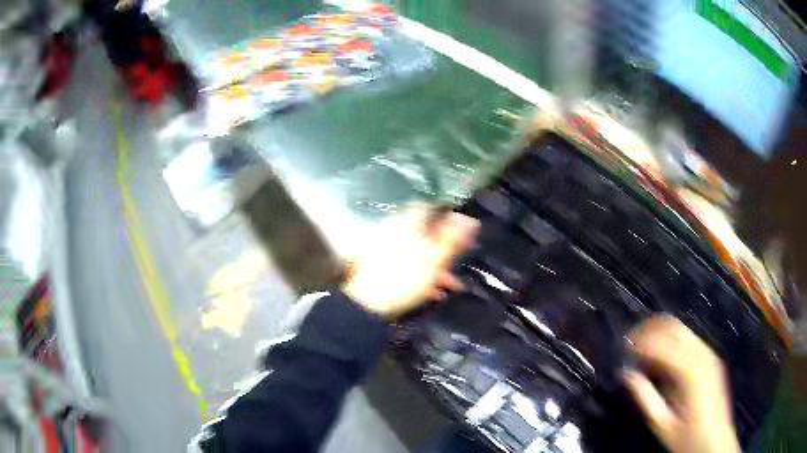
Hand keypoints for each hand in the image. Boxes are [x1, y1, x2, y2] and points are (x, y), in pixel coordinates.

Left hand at [342, 205, 478, 318]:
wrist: (366, 303)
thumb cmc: (403, 277)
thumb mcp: (434, 258)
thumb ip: (452, 237)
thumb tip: (469, 219)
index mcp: (407, 222)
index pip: (429, 207)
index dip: (446, 215)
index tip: (460, 228)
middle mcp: (394, 230)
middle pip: (424, 231)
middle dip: (444, 246)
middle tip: (458, 260)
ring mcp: (385, 248)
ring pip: (417, 250)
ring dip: (436, 265)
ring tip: (451, 284)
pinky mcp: (380, 266)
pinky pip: (406, 265)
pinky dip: (421, 275)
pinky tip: (433, 292)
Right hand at [623, 316, 739, 452]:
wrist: (714, 440)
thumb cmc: (687, 438)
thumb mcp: (662, 424)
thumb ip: (646, 398)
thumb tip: (627, 374)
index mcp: (690, 371)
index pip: (661, 344)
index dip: (640, 342)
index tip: (622, 347)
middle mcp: (702, 354)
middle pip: (673, 327)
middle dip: (649, 329)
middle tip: (629, 342)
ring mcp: (709, 353)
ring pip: (681, 329)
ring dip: (660, 332)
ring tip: (641, 345)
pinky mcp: (710, 357)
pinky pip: (689, 338)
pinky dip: (671, 339)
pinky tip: (661, 354)